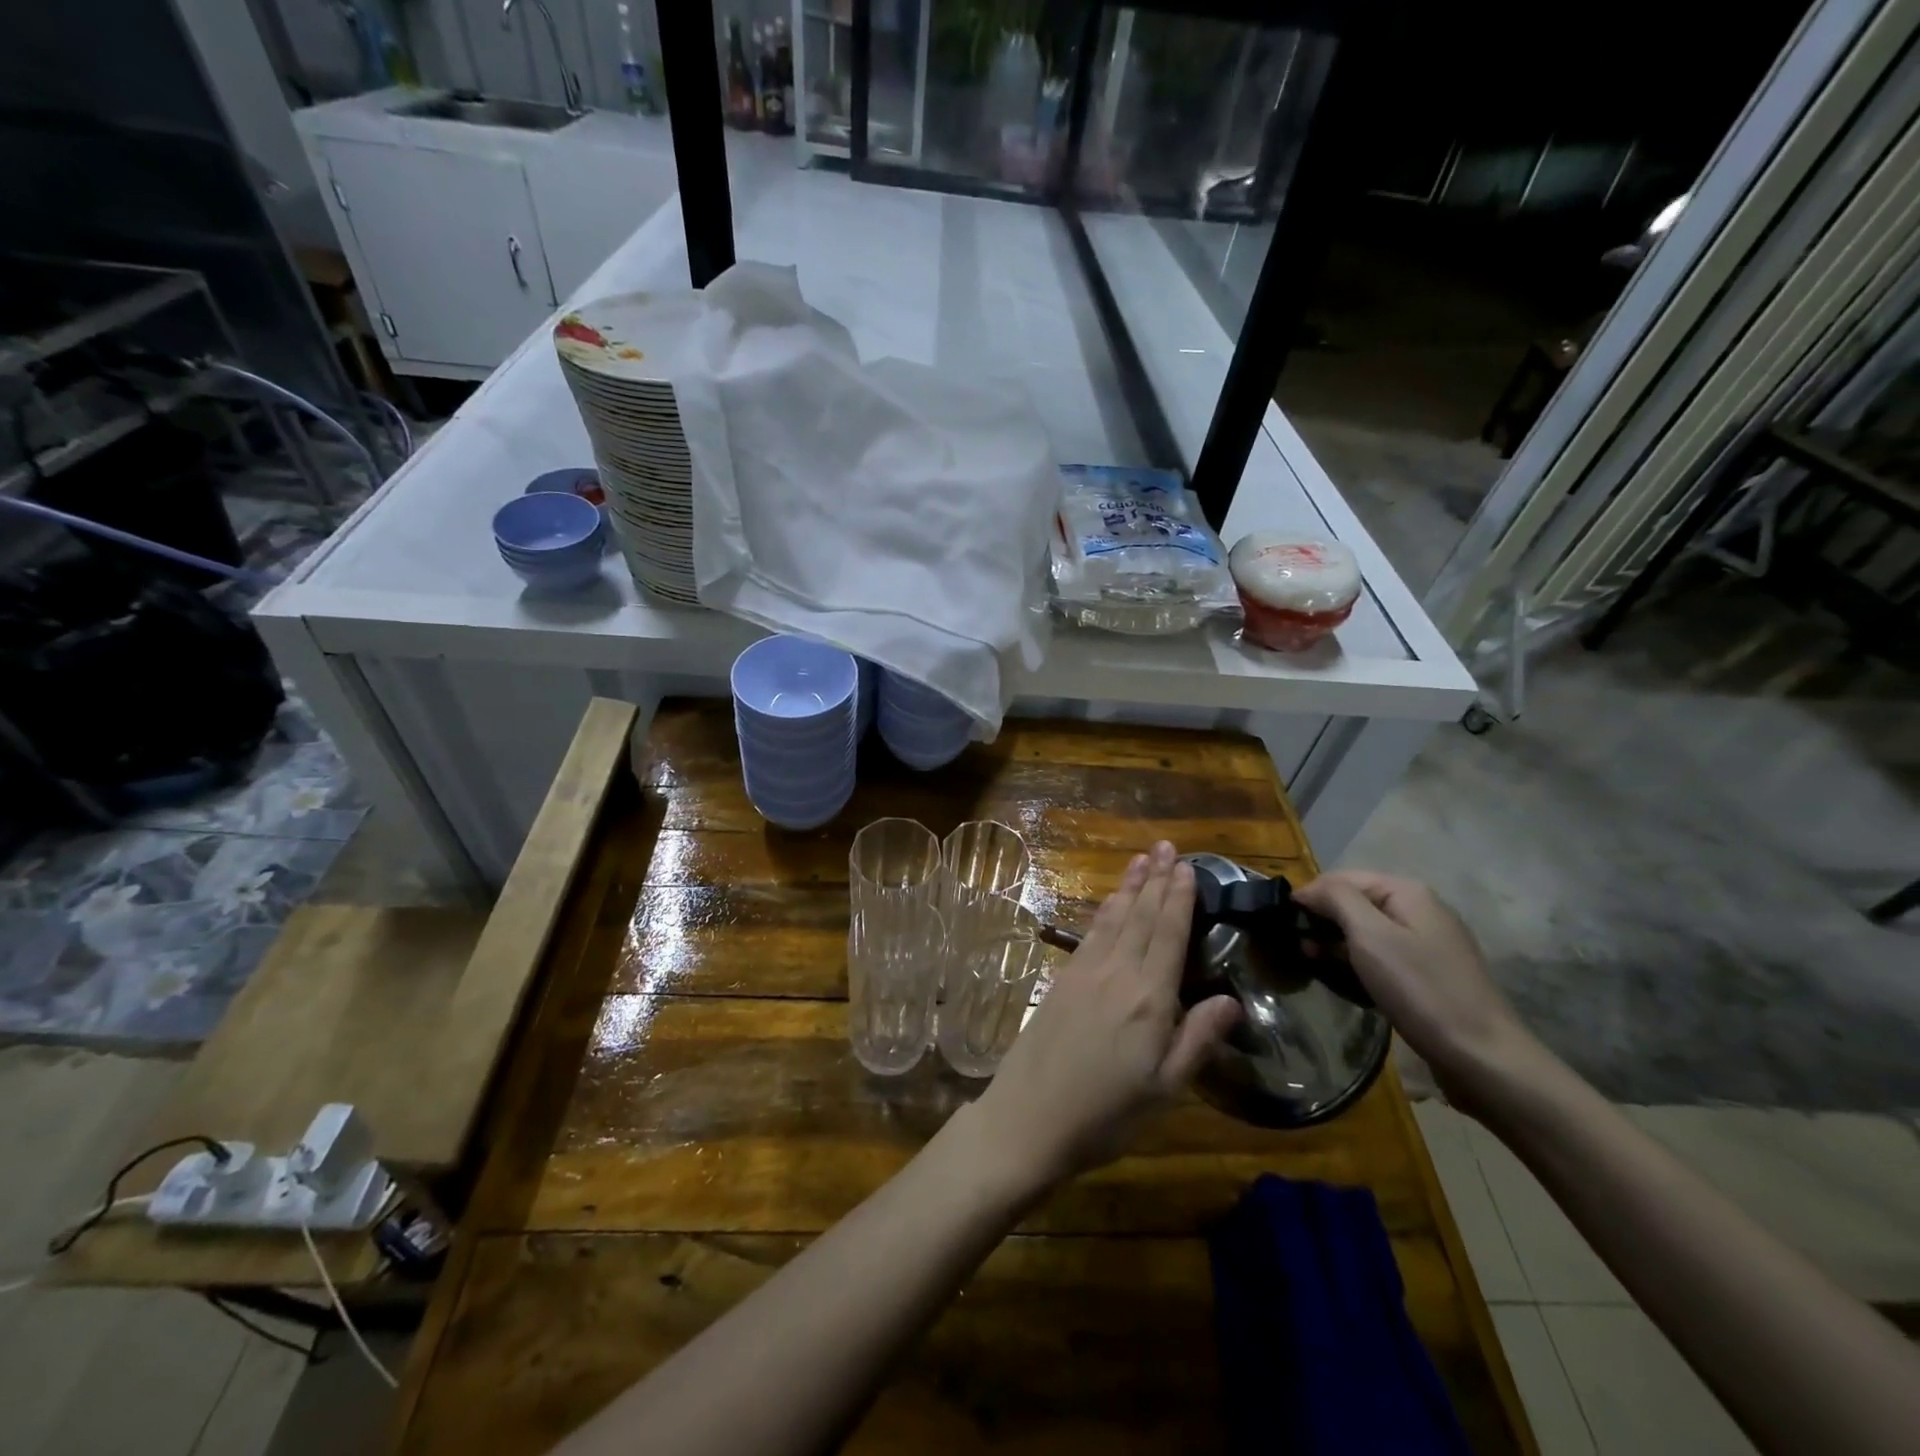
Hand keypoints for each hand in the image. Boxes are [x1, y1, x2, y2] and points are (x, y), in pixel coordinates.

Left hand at [970, 842, 1238, 1194]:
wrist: (1027, 1119)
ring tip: (1141, 860)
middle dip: (1155, 880)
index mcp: (1148, 999)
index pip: (1168, 935)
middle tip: (1165, 846)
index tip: (1186, 866)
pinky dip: (1105, 912)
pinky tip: (1110, 903)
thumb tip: (1231, 999)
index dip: (1178, 899)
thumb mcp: (1164, 1090)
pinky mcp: (1061, 980)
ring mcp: (1084, 973)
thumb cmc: (1105, 1115)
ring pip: (1113, 919)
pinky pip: (1090, 934)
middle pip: (1140, 917)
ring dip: (1129, 887)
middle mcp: (1116, 974)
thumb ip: (1197, 1040)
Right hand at [1294, 870, 1543, 1104]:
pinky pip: (1381, 955)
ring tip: (1308, 961)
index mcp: (1408, 892)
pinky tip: (1341, 977)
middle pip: (1355, 902)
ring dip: (1335, 941)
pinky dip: (1356, 960)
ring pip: (1366, 930)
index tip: (1281, 922)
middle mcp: (1419, 910)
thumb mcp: (1371, 936)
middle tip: (1291, 945)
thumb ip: (1337, 900)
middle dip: (1321, 918)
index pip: (1342, 878)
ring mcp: (1427, 943)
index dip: (1309, 895)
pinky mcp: (1428, 974)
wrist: (1482, 1057)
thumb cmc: (1420, 989)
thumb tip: (1308, 889)